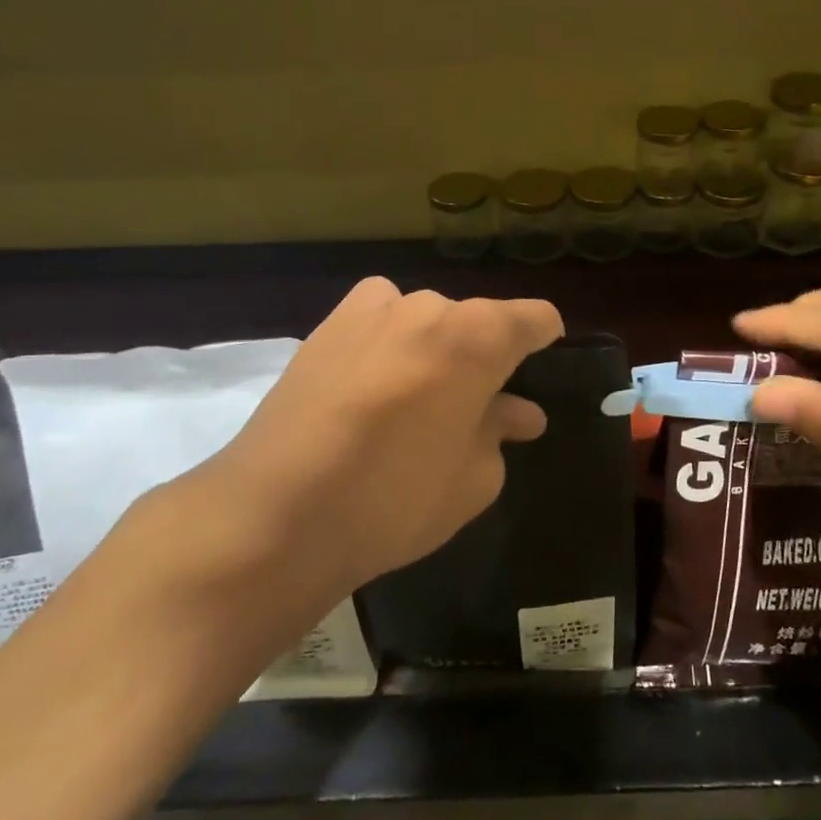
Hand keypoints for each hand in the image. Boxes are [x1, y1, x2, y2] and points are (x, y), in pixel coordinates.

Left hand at [157, 278, 562, 610]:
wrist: (275, 511)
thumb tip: (516, 413)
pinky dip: (390, 340)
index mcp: (477, 336)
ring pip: (426, 320)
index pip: (533, 318)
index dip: (545, 339)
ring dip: (436, 349)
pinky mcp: (327, 325)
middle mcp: (428, 307)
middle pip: (475, 322)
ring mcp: (373, 310)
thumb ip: (500, 432)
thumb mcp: (474, 479)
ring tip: (420, 398)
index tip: (543, 363)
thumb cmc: (395, 499)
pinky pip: (379, 319)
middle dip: (485, 358)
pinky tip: (375, 383)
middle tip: (478, 408)